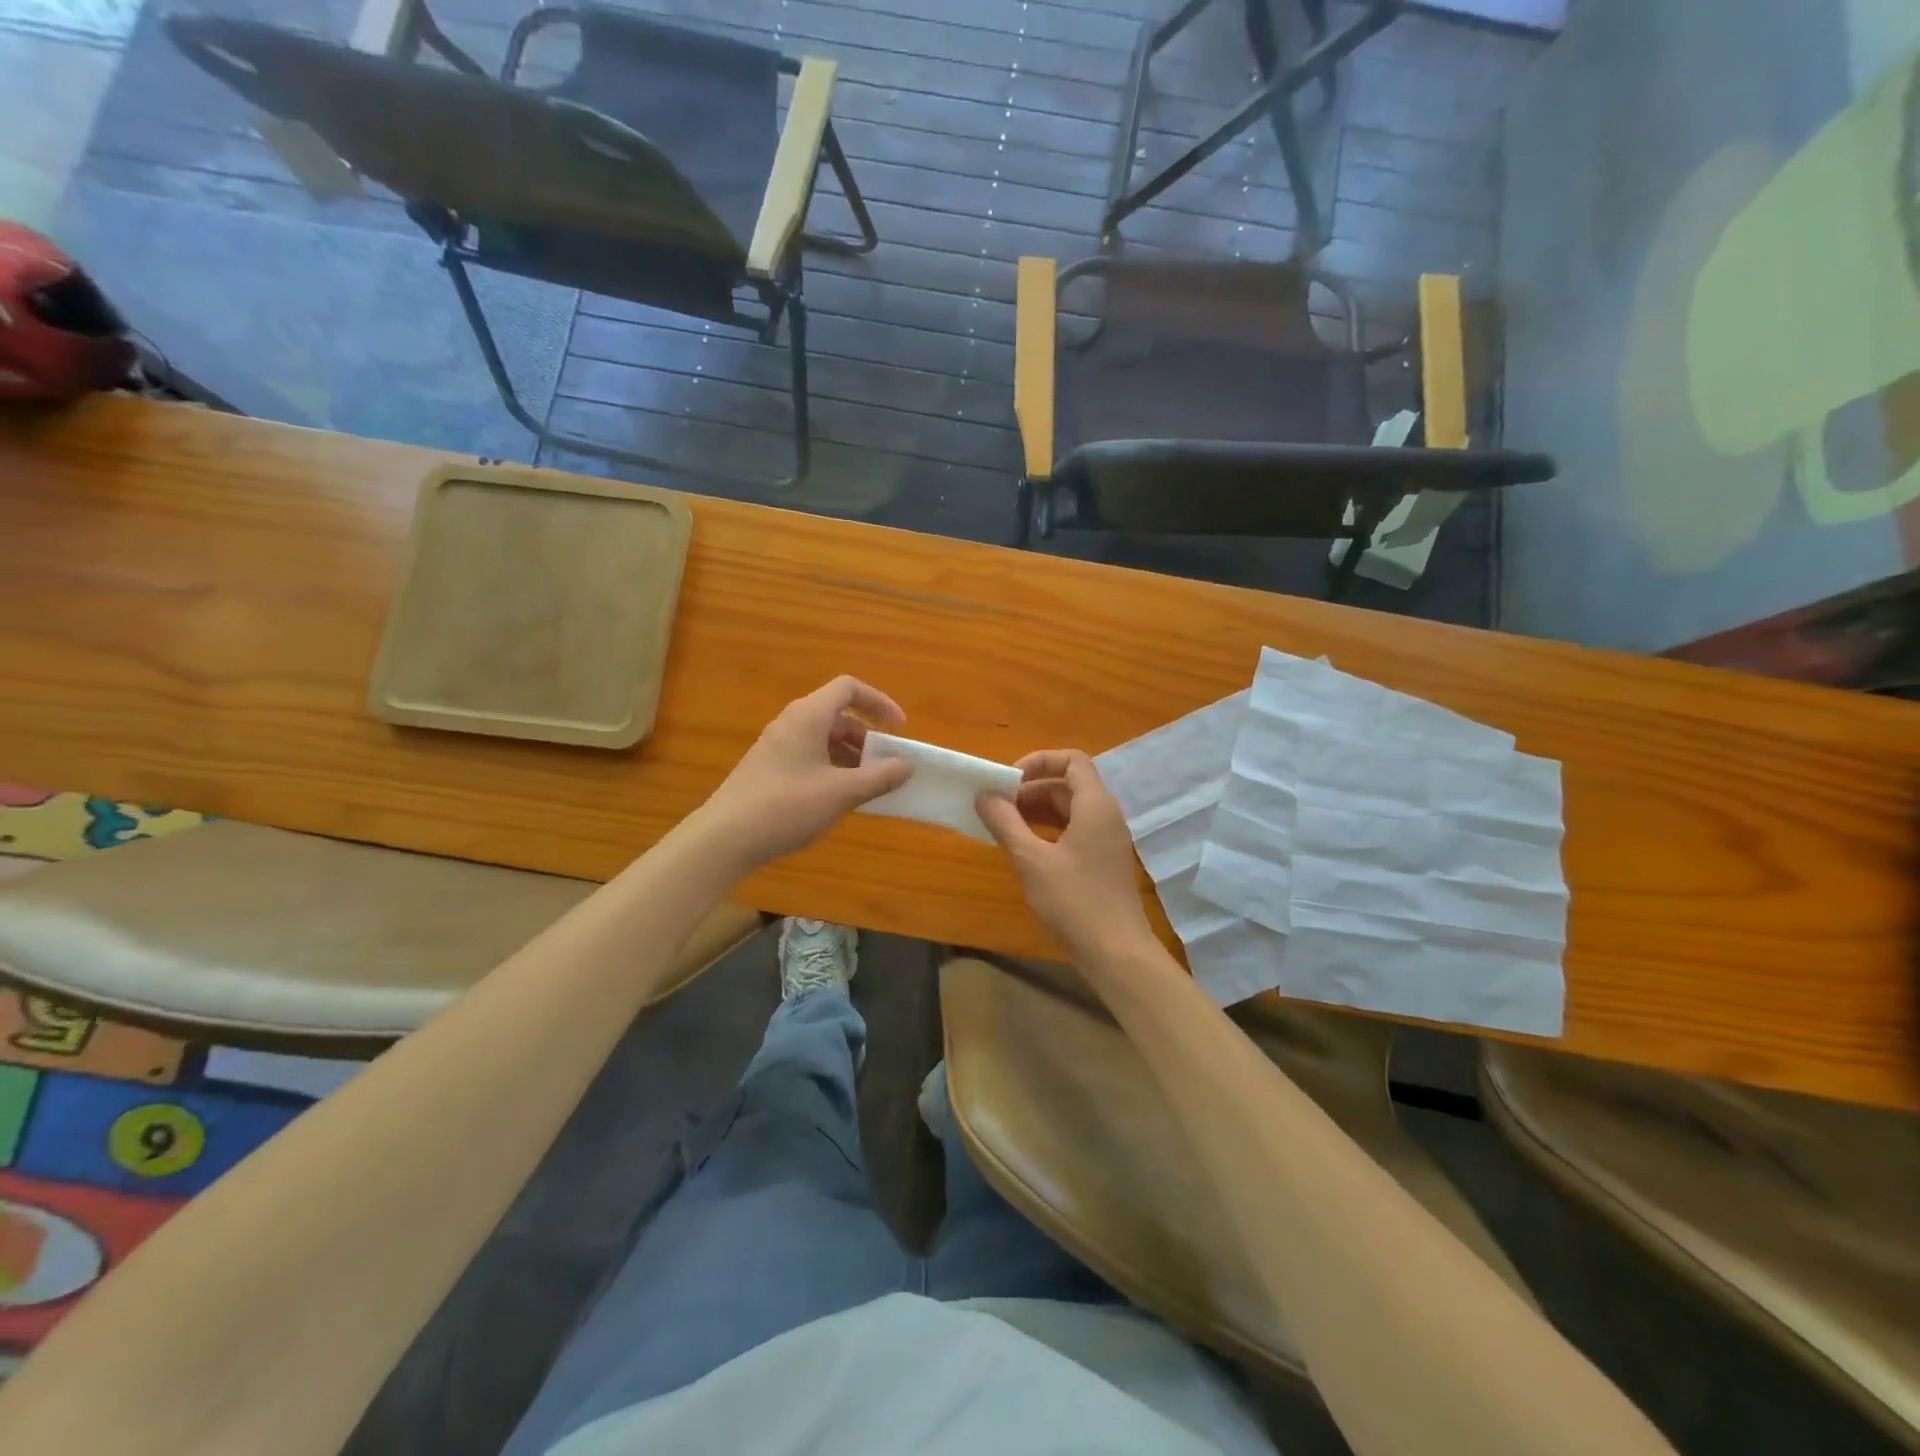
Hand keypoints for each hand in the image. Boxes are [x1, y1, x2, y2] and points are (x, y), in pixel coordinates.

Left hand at [696, 676, 913, 872]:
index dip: (878, 702)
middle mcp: (791, 722)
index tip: (898, 729)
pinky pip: (809, 755)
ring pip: (823, 737)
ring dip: (850, 755)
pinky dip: (832, 767)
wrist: (725, 837)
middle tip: (885, 764)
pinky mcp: (768, 767)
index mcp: (808, 716)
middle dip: (867, 736)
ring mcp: (777, 745)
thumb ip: (879, 777)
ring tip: (867, 784)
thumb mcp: (841, 793)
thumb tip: (906, 766)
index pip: (848, 688)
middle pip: (837, 714)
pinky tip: (838, 797)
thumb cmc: (787, 806)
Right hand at [975, 750, 1156, 960]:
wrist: (1116, 951)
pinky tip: (1026, 849)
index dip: (1040, 761)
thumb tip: (984, 794)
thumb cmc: (1074, 900)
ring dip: (1039, 810)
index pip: (1072, 760)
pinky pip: (1076, 830)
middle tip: (999, 805)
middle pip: (1069, 784)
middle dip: (1032, 788)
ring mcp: (1108, 840)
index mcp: (1095, 805)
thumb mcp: (1031, 860)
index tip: (1009, 779)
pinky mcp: (1104, 861)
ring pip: (1071, 809)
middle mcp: (1106, 816)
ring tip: (1006, 825)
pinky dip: (1050, 830)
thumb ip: (1005, 822)